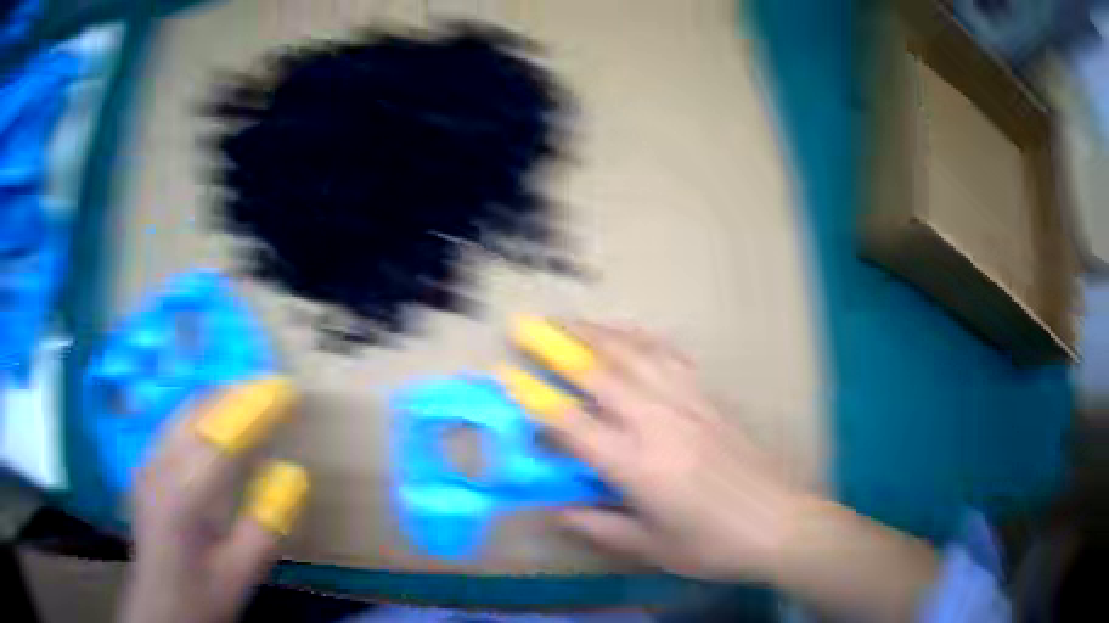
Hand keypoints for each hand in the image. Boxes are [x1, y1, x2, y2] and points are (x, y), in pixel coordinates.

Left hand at [119, 377, 309, 622]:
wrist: (159, 608)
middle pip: (197, 411)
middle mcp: (159, 467)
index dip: (255, 409)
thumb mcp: (241, 574)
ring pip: (182, 413)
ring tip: (249, 398)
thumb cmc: (201, 595)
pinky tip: (214, 425)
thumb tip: (292, 474)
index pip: (223, 436)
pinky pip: (174, 427)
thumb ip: (266, 526)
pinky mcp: (145, 469)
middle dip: (235, 394)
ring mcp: (147, 464)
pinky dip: (200, 415)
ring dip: (217, 400)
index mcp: (183, 496)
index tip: (286, 392)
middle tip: (270, 390)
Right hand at [545, 325, 811, 581]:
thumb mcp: (649, 547)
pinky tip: (632, 334)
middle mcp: (657, 423)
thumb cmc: (712, 544)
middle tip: (531, 328)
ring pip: (636, 354)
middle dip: (560, 346)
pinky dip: (644, 339)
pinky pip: (672, 357)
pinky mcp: (711, 398)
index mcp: (636, 465)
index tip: (506, 376)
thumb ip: (597, 525)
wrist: (781, 523)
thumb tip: (556, 507)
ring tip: (573, 321)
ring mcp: (688, 404)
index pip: (572, 425)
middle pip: (601, 372)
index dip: (533, 399)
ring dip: (599, 333)